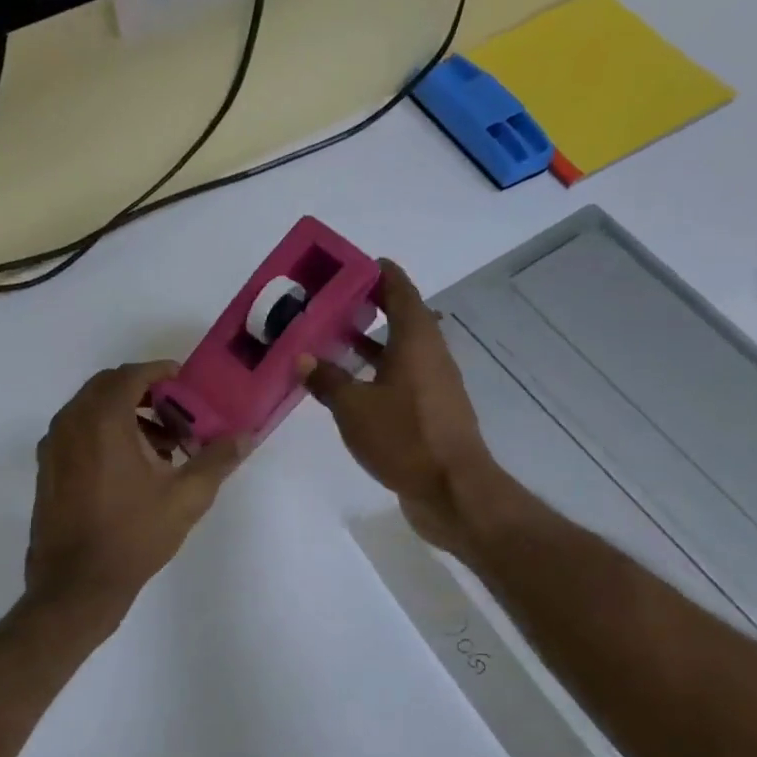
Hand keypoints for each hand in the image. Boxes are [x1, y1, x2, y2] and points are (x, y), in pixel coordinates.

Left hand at [25, 361, 247, 627]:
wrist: (76, 585)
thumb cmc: (133, 537)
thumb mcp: (186, 498)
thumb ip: (217, 460)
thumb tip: (246, 436)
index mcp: (102, 420)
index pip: (130, 374)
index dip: (159, 371)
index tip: (184, 381)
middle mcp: (70, 423)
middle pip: (107, 387)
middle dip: (143, 392)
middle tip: (176, 414)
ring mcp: (52, 446)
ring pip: (90, 410)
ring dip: (124, 414)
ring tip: (160, 447)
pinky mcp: (46, 469)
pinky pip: (77, 432)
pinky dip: (103, 433)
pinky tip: (130, 468)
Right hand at [299, 260, 500, 552]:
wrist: (452, 490)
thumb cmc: (404, 438)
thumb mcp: (354, 408)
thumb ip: (328, 380)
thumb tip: (304, 358)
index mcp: (416, 339)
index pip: (398, 289)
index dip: (376, 273)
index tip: (348, 266)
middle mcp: (430, 354)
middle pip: (399, 318)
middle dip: (365, 308)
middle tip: (326, 306)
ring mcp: (433, 384)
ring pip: (398, 351)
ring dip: (368, 344)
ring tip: (329, 342)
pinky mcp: (431, 412)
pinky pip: (399, 379)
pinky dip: (375, 374)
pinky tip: (348, 388)